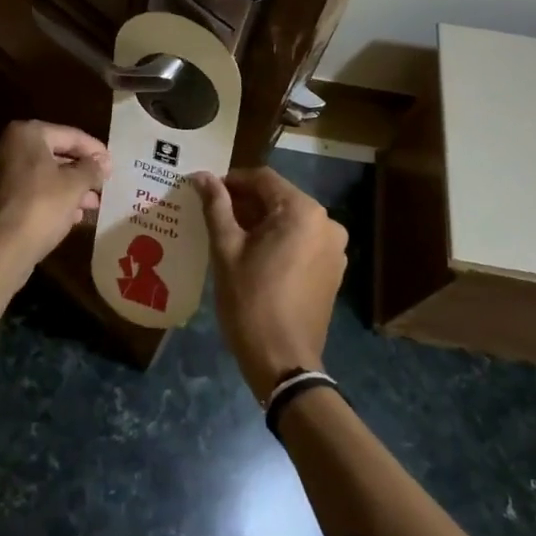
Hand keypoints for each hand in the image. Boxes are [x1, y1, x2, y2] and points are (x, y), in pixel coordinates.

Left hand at [0, 120, 109, 265]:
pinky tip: (70, 216)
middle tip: (102, 186)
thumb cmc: (41, 206)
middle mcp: (5, 148)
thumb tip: (102, 162)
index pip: (69, 135)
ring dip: (67, 188)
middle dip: (80, 172)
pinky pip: (27, 192)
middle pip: (53, 154)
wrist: (0, 248)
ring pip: (40, 176)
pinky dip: (48, 199)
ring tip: (92, 205)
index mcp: (25, 134)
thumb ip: (91, 169)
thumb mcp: (75, 185)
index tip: (112, 165)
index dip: (95, 150)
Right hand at [191, 166, 346, 402]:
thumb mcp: (226, 249)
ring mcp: (334, 247)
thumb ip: (216, 206)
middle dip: (246, 202)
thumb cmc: (250, 300)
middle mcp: (326, 222)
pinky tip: (255, 256)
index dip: (231, 181)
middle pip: (279, 197)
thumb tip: (201, 176)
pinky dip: (279, 240)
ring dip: (261, 221)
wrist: (283, 359)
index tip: (206, 194)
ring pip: (290, 219)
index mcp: (302, 211)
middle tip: (214, 215)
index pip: (262, 178)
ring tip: (230, 236)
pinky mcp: (333, 269)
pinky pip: (302, 240)